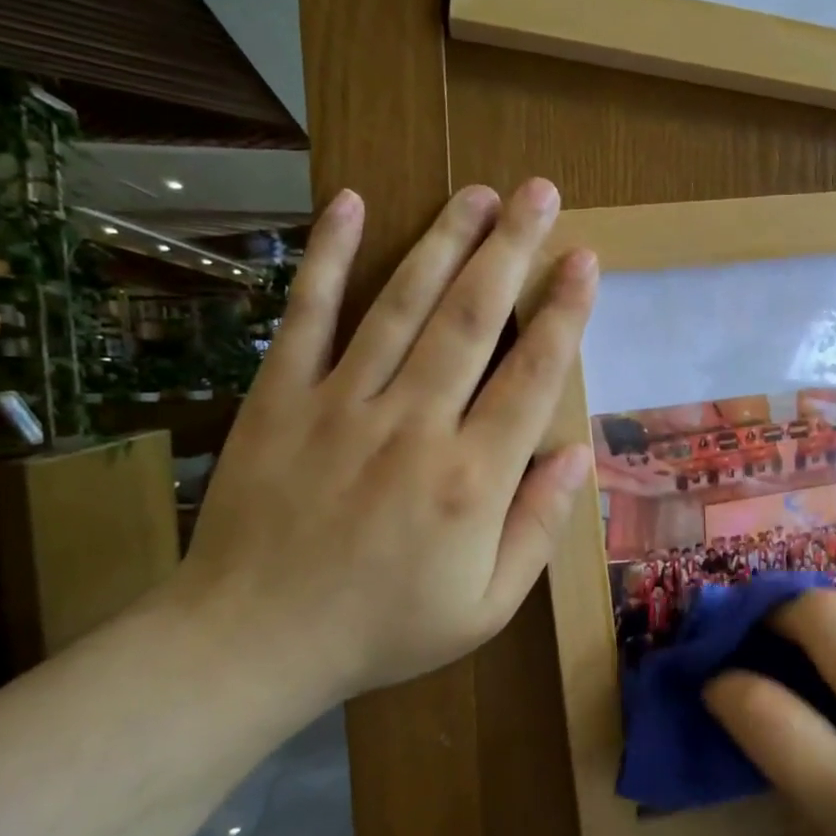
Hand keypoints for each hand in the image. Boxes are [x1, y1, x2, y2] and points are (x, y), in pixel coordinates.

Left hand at [166, 178, 596, 713]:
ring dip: (444, 240)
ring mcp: (341, 403)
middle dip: (513, 249)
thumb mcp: (486, 606)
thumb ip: (538, 527)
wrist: (251, 643)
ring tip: (479, 192)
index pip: (532, 376)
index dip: (563, 313)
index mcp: (472, 479)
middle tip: (540, 192)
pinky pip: (306, 315)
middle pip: (472, 318)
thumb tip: (577, 454)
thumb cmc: (383, 629)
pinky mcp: (280, 397)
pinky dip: (327, 257)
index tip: (584, 260)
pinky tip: (351, 204)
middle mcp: (414, 425)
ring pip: (402, 303)